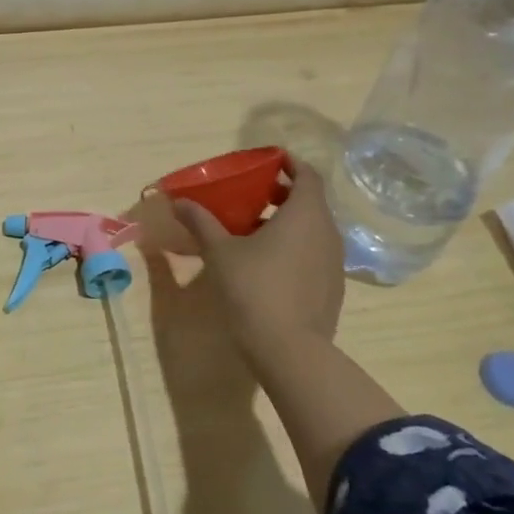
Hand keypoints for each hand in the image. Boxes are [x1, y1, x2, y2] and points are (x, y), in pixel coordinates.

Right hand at [173, 155, 345, 361]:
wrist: (289, 350)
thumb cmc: (253, 288)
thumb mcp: (220, 252)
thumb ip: (201, 222)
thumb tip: (178, 201)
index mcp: (305, 213)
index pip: (308, 174)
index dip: (290, 164)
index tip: (268, 162)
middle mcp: (327, 232)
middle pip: (311, 201)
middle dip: (283, 194)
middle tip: (253, 195)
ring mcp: (334, 262)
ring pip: (314, 230)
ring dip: (289, 223)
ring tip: (255, 231)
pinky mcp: (332, 288)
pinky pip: (315, 254)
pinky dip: (296, 248)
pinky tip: (269, 265)